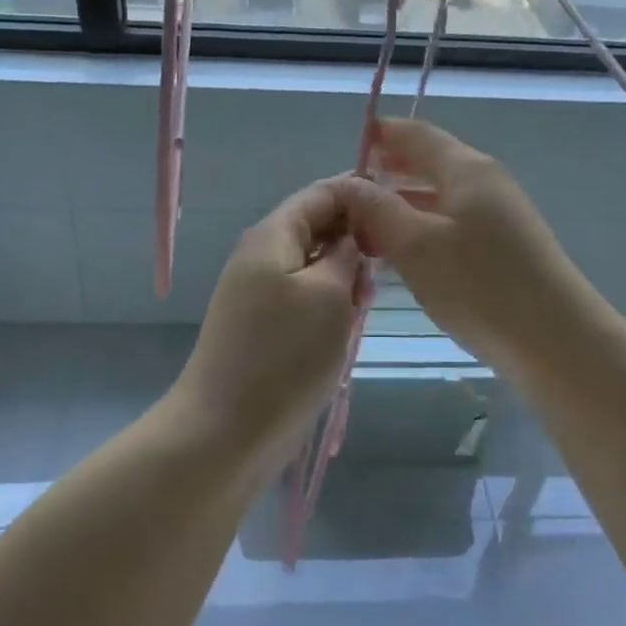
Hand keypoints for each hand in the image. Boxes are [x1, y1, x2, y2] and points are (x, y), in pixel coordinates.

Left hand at [172, 179, 367, 466]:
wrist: (224, 432)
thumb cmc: (284, 356)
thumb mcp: (329, 295)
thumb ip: (345, 254)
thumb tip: (351, 235)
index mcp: (273, 235)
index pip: (322, 192)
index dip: (361, 195)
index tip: (401, 218)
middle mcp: (261, 255)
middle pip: (317, 227)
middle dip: (354, 243)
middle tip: (382, 276)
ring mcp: (258, 292)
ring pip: (313, 265)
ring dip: (343, 278)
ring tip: (363, 308)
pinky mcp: (261, 325)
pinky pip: (303, 296)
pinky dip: (328, 304)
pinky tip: (344, 328)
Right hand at [339, 120, 596, 372]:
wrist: (555, 340)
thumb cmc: (479, 285)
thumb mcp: (415, 245)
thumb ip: (376, 209)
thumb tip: (346, 182)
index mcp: (466, 169)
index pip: (417, 134)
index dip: (382, 133)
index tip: (352, 140)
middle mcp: (485, 182)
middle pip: (430, 162)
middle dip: (389, 170)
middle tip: (348, 189)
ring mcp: (498, 216)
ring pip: (439, 197)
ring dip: (402, 203)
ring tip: (364, 222)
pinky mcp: (502, 248)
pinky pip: (451, 223)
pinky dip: (422, 227)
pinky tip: (401, 252)